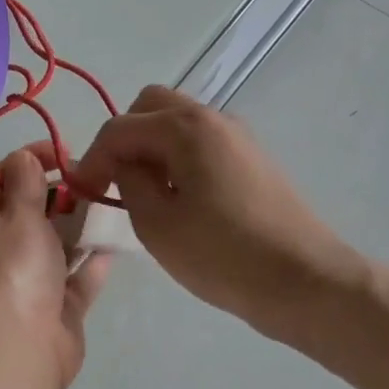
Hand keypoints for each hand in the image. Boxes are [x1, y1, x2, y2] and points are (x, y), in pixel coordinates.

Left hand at [0, 144, 110, 388]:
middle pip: (29, 214)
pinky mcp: (55, 311)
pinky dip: (90, 265)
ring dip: (78, 228)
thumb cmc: (13, 271)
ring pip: (55, 247)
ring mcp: (27, 285)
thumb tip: (23, 157)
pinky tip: (111, 247)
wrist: (18, 350)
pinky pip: (75, 281)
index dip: (26, 162)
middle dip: (58, 195)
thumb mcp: (17, 216)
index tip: (61, 151)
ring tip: (108, 205)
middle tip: (92, 179)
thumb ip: (25, 184)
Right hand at [73, 86, 370, 343]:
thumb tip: (122, 165)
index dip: (92, 158)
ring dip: (151, 147)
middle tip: (115, 181)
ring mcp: (237, 136)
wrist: (306, 282)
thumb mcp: (156, 224)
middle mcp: (212, 118)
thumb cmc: (223, 254)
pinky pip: (200, 142)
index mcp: (185, 127)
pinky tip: (180, 200)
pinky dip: (177, 157)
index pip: (119, 128)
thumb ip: (128, 183)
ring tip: (146, 194)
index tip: (81, 193)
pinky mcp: (252, 159)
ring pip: (177, 122)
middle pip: (149, 106)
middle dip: (123, 139)